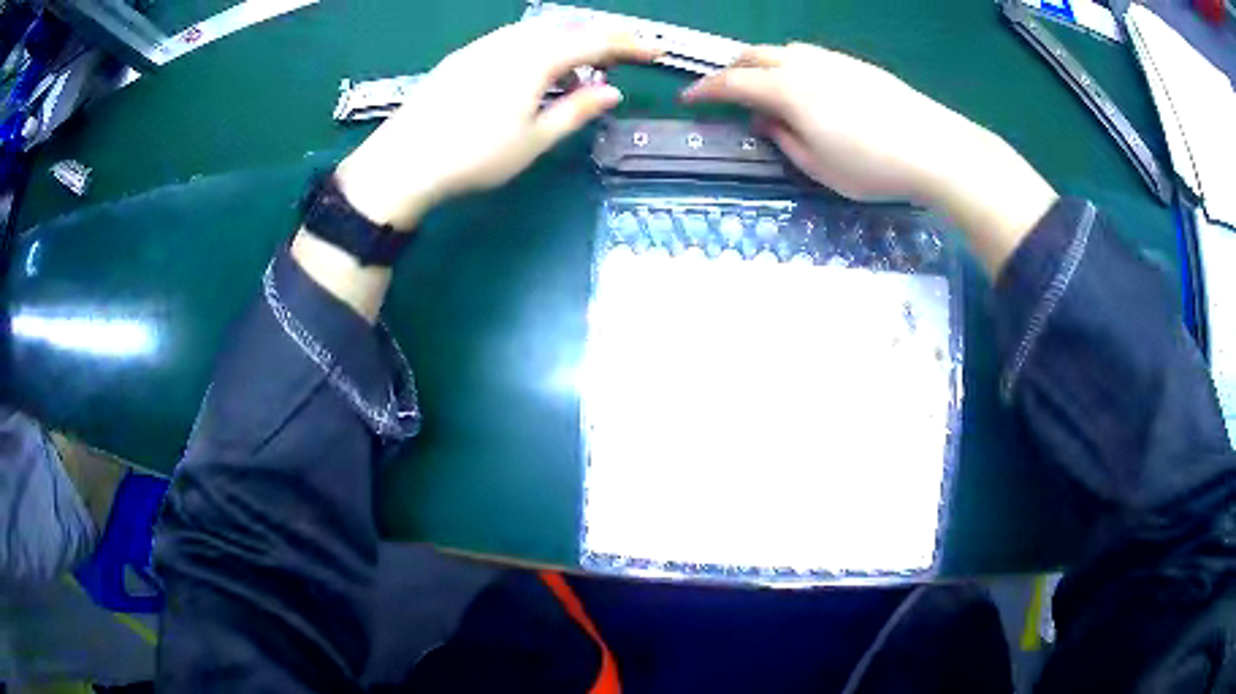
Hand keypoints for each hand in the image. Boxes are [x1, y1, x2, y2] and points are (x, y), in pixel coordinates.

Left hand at [335, 19, 656, 230]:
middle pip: (567, 25)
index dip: (630, 43)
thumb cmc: (474, 156)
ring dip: (569, 39)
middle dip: (601, 35)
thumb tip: (612, 93)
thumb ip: (576, 111)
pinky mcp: (464, 56)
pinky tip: (537, 70)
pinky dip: (539, 45)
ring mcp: (483, 46)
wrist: (403, 161)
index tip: (656, 50)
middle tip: (622, 57)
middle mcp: (510, 41)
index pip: (595, 40)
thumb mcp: (534, 140)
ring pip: (538, 28)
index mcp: (534, 59)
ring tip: (581, 67)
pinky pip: (514, 38)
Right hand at [682, 43, 987, 203]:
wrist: (935, 147)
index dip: (705, 90)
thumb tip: (765, 120)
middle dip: (731, 69)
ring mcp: (832, 60)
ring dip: (762, 63)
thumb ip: (783, 140)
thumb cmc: (873, 166)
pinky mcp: (856, 64)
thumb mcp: (818, 167)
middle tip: (723, 90)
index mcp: (787, 90)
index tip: (687, 98)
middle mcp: (804, 65)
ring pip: (783, 50)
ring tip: (763, 87)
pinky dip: (792, 65)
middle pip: (754, 54)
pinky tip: (805, 86)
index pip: (733, 82)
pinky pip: (810, 55)